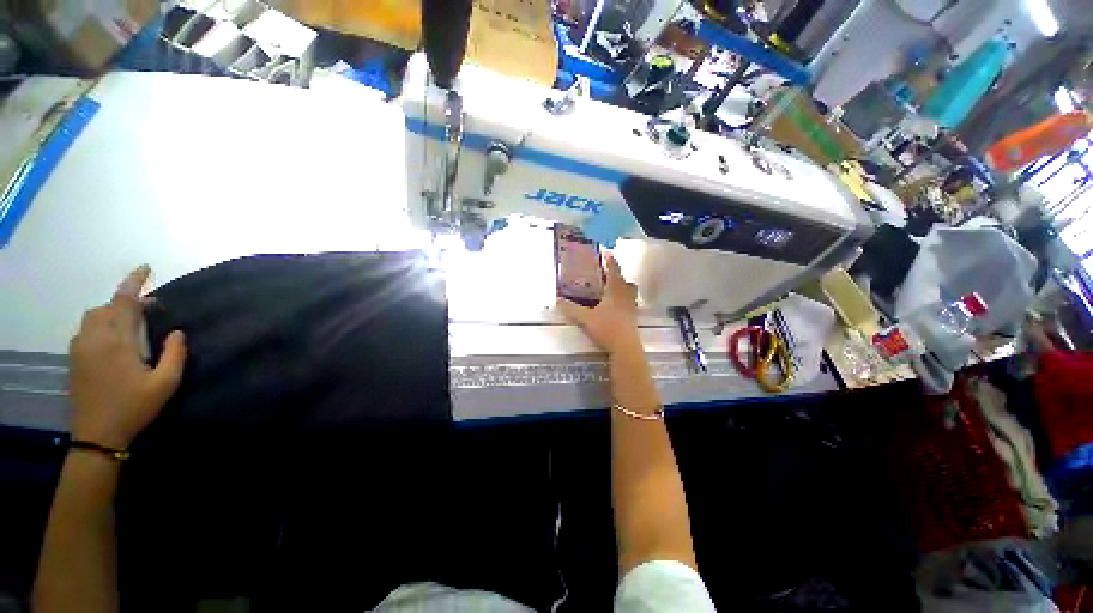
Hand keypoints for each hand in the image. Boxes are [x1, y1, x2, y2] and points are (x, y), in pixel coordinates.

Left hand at [68, 266, 186, 449]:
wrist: (97, 435)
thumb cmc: (134, 407)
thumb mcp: (165, 384)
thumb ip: (175, 354)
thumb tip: (177, 331)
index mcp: (117, 341)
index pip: (123, 301)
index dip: (134, 282)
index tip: (146, 268)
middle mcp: (94, 338)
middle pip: (105, 307)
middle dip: (125, 302)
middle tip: (148, 309)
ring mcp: (80, 349)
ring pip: (93, 317)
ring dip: (111, 313)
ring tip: (130, 324)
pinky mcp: (74, 359)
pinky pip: (86, 330)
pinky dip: (100, 326)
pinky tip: (112, 341)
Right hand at [557, 251, 642, 356]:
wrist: (625, 348)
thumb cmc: (607, 328)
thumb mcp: (586, 318)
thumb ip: (572, 309)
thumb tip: (558, 300)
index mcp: (615, 291)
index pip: (614, 271)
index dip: (611, 262)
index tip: (608, 253)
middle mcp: (626, 297)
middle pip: (626, 283)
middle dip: (619, 277)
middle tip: (609, 277)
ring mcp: (631, 308)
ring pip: (630, 294)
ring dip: (623, 290)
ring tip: (612, 292)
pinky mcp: (633, 320)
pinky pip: (630, 305)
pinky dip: (623, 302)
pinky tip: (615, 309)